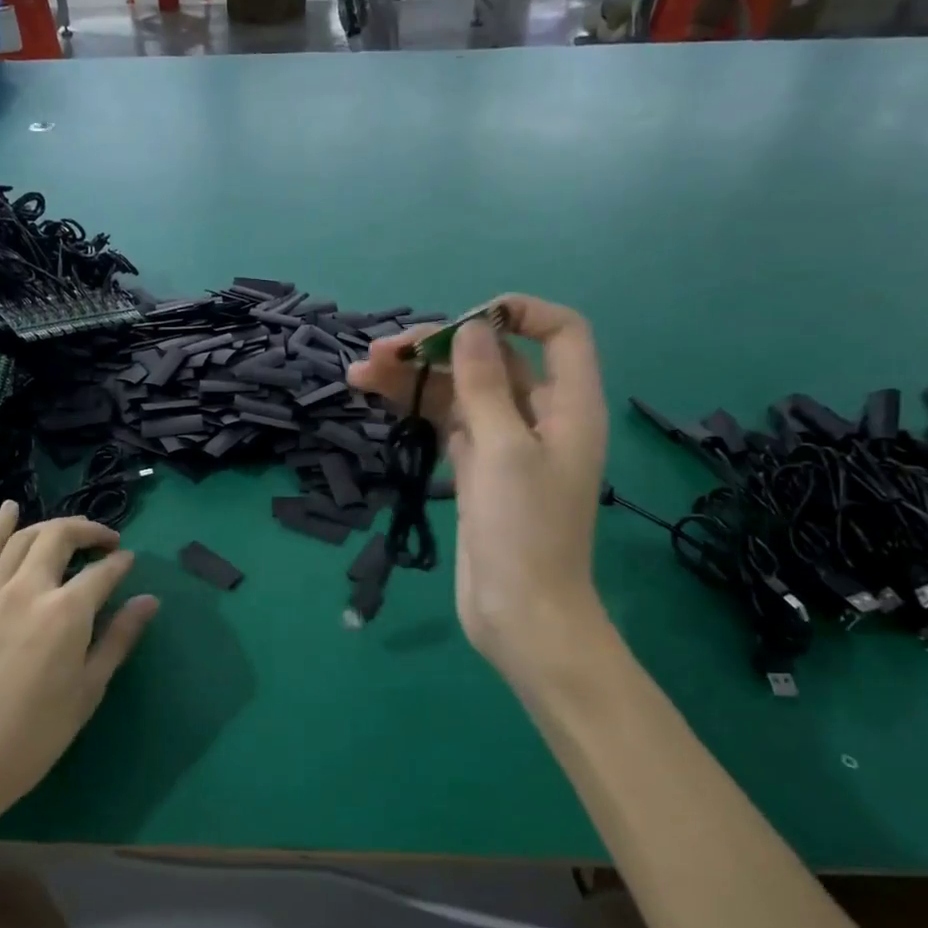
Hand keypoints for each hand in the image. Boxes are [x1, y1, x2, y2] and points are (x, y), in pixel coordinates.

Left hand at [0, 503, 157, 837]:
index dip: (121, 563)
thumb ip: (118, 639)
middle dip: (89, 531)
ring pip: (22, 539)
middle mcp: (29, 589)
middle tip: (107, 541)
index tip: (131, 563)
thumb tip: (149, 600)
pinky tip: (9, 510)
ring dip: (50, 526)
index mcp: (67, 612)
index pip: (103, 572)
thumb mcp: (87, 692)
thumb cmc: (30, 738)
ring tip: (70, 531)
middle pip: (60, 538)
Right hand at [348, 295, 609, 690]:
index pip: (560, 333)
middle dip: (439, 349)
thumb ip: (485, 385)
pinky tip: (378, 398)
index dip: (518, 313)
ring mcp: (505, 444)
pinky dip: (416, 408)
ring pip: (461, 392)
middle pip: (493, 360)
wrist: (520, 614)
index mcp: (569, 404)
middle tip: (381, 352)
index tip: (463, 322)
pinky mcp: (477, 469)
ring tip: (359, 373)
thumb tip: (471, 328)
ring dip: (415, 378)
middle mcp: (539, 416)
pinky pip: (448, 422)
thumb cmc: (524, 531)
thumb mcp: (504, 449)